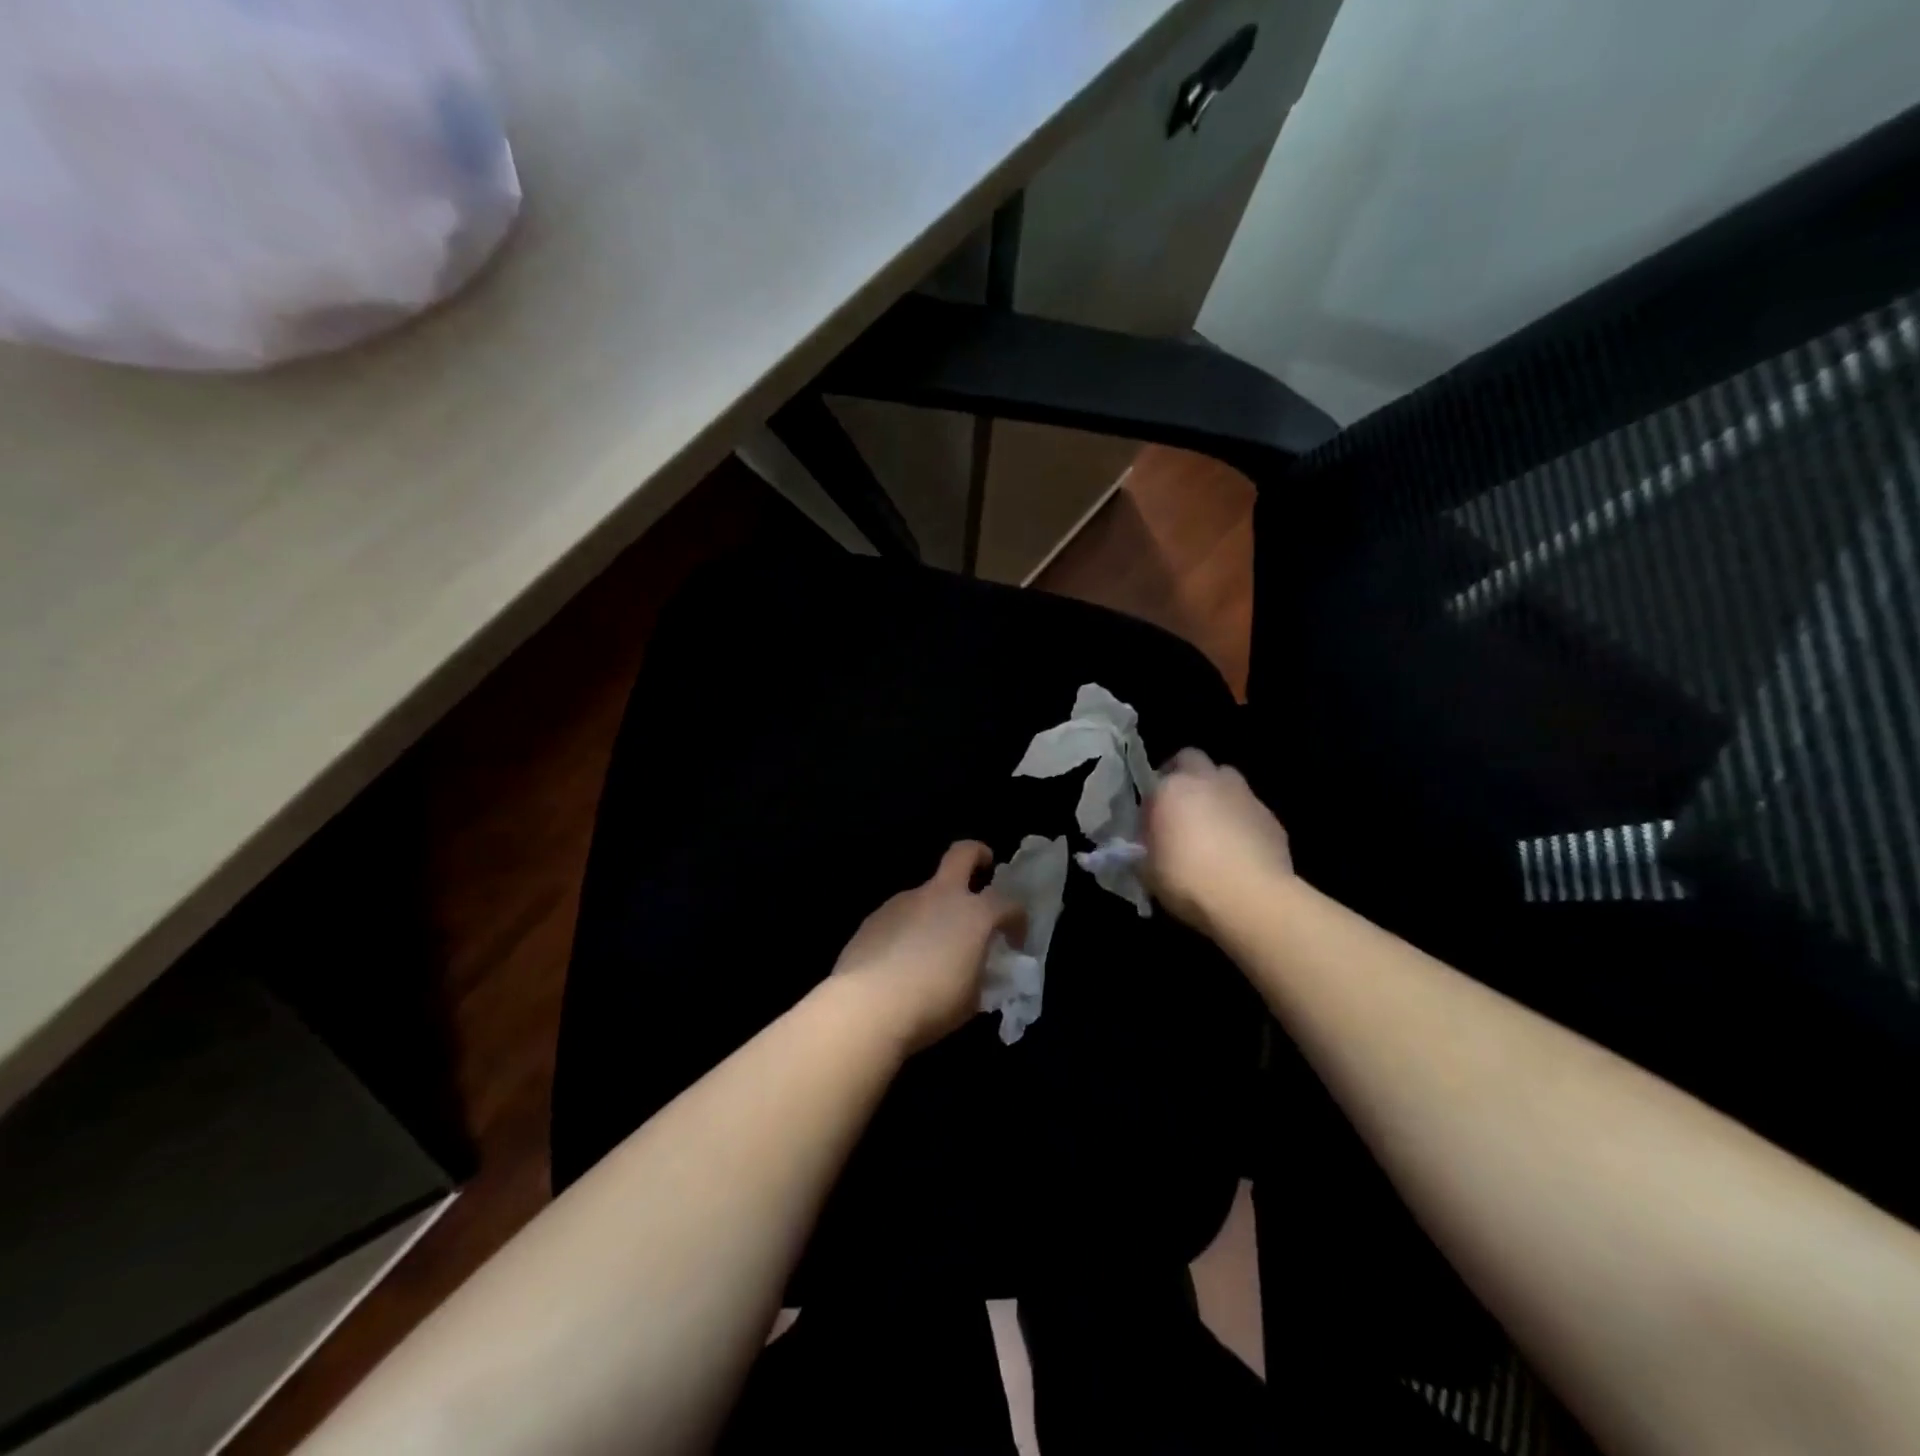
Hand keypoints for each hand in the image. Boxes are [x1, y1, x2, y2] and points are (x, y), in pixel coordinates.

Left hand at [829, 841, 1024, 1053]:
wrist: (868, 1006)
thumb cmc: (932, 1003)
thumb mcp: (972, 998)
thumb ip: (980, 974)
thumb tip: (978, 968)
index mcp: (974, 914)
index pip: (1009, 902)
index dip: (1018, 919)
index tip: (1014, 941)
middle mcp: (940, 897)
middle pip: (963, 854)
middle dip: (978, 855)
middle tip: (984, 868)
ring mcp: (904, 902)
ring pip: (928, 891)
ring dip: (937, 907)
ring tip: (933, 944)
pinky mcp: (876, 916)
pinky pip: (902, 914)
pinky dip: (909, 927)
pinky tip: (901, 958)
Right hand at [1144, 748, 1292, 930]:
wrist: (1252, 899)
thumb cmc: (1188, 881)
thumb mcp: (1148, 871)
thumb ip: (1143, 851)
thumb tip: (1145, 849)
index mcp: (1171, 789)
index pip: (1153, 783)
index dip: (1152, 803)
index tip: (1151, 827)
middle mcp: (1207, 781)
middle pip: (1192, 759)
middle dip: (1185, 776)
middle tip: (1180, 808)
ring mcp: (1243, 796)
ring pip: (1226, 779)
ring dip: (1216, 793)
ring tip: (1212, 826)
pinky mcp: (1270, 817)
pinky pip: (1249, 808)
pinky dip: (1241, 820)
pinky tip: (1239, 849)